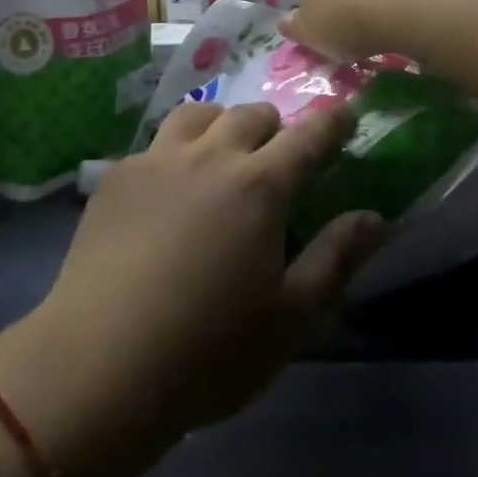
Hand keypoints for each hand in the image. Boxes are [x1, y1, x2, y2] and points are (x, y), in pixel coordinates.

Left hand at [0, 103, 384, 476]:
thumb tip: (376, 216)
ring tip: (222, 155)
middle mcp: (209, 156)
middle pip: (250, 115)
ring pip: (199, 114)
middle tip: (278, 156)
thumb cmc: (210, 351)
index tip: (344, 114)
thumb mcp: (291, 318)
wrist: (101, 362)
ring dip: (221, 125)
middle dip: (275, 126)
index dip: (331, 122)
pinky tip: (168, 190)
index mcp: (259, 186)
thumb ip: (336, 258)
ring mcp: (157, 160)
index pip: (307, 136)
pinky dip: (175, 153)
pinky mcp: (117, 176)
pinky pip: (156, 144)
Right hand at [279, 0, 427, 61]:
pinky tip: (411, 22)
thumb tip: (284, 22)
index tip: (333, 28)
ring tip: (389, 30)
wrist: (405, 4)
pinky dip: (408, 1)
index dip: (324, 5)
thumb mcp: (311, 31)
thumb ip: (296, 27)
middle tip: (360, 31)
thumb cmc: (345, 17)